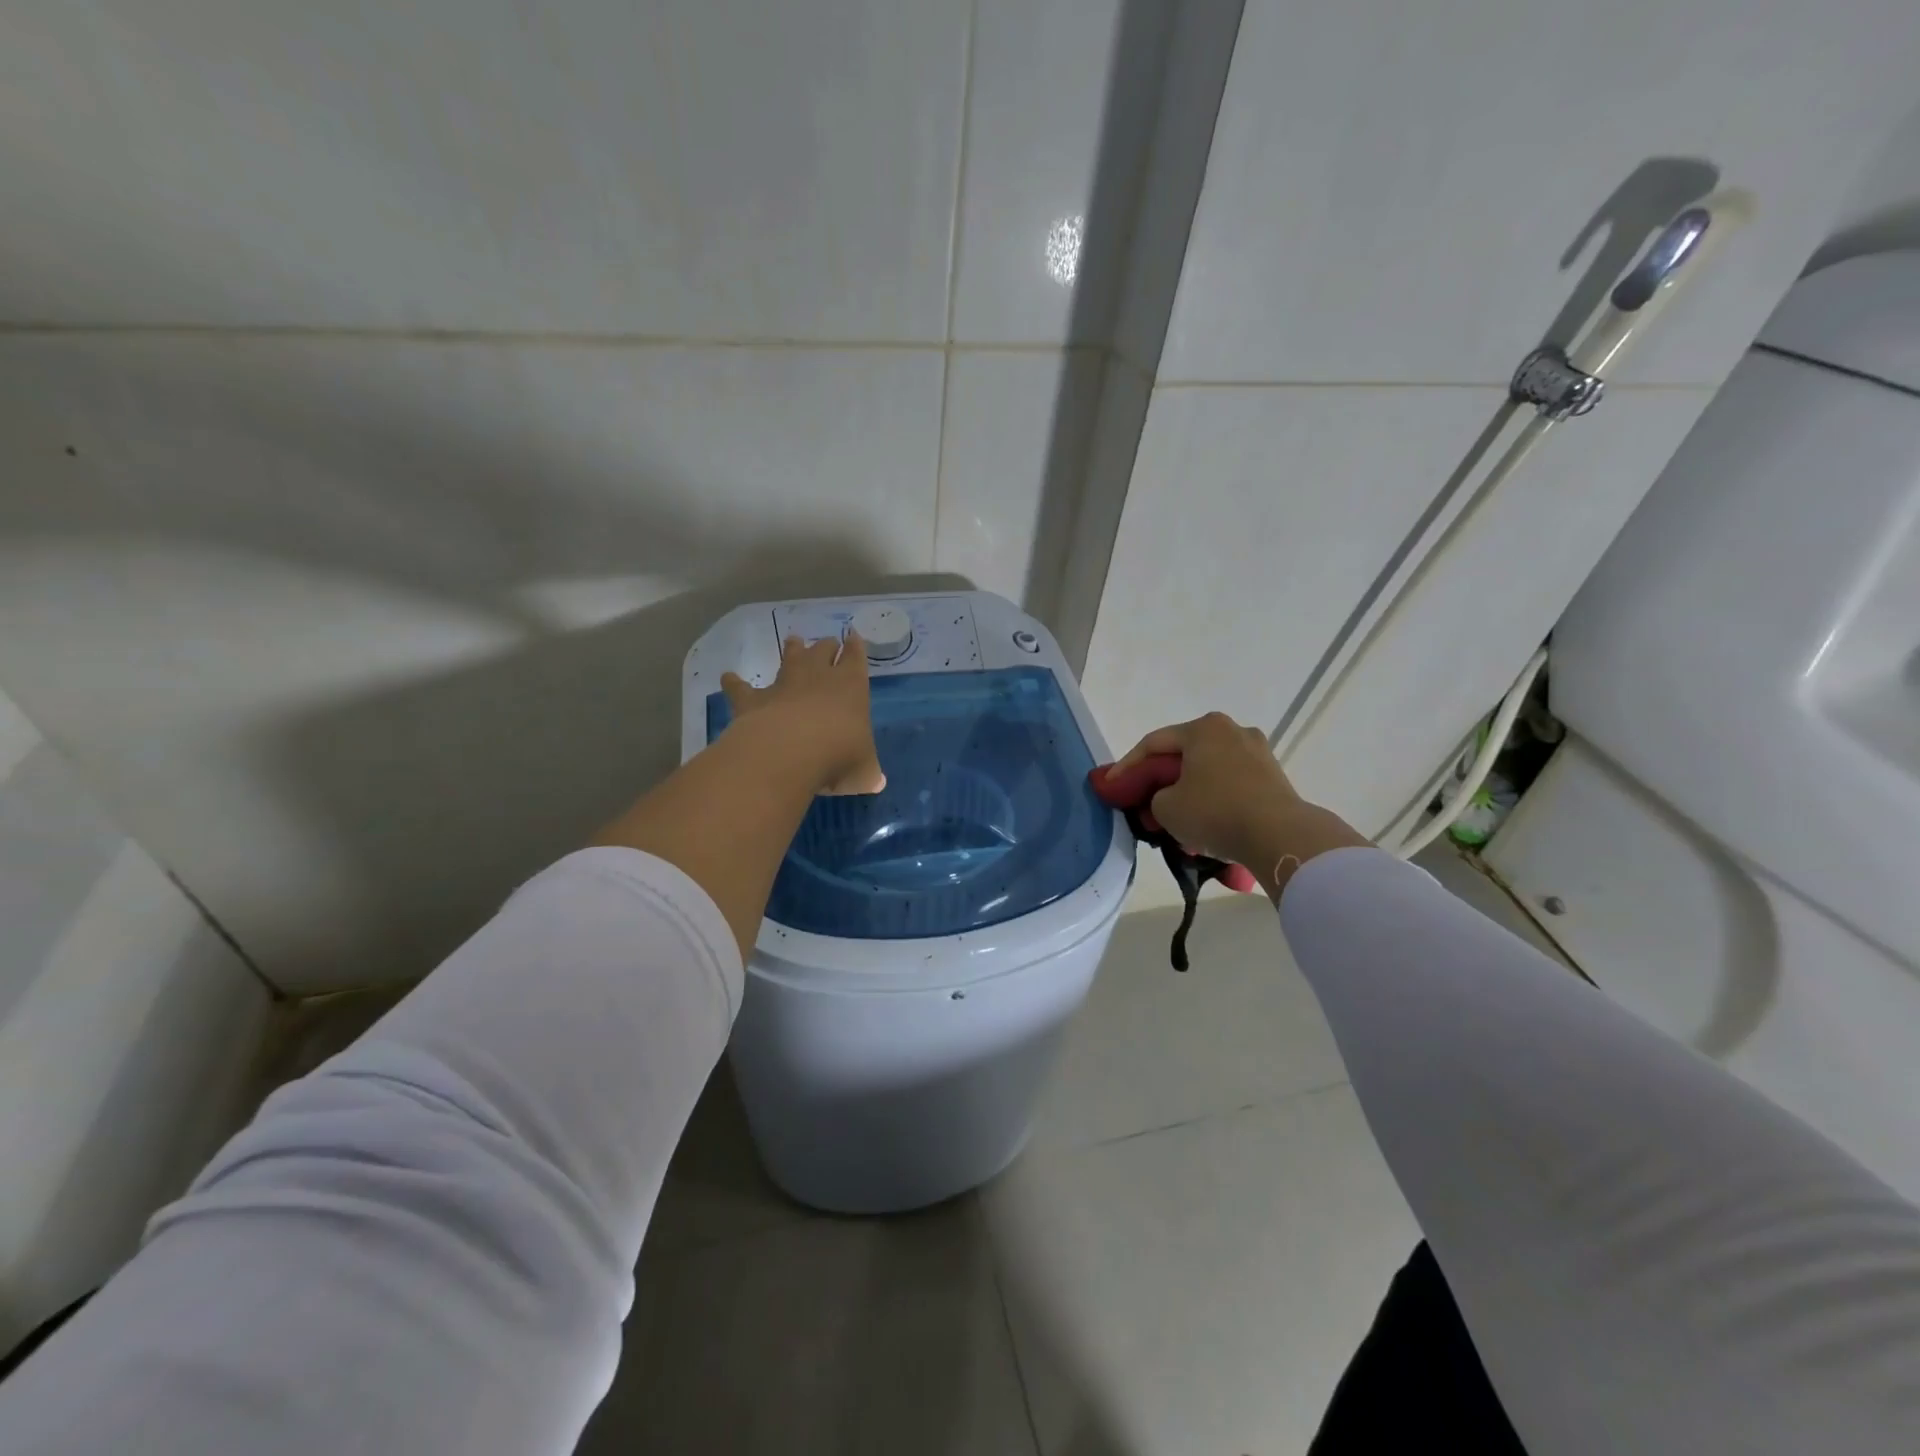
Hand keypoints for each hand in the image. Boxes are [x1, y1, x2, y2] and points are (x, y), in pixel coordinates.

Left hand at [722, 633, 884, 795]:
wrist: (790, 752)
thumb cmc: (839, 756)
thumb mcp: (864, 771)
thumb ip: (868, 772)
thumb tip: (875, 781)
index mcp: (851, 686)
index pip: (856, 658)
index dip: (856, 647)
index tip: (854, 636)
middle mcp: (818, 677)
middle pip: (823, 651)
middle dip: (826, 646)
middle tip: (827, 643)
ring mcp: (784, 685)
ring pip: (790, 659)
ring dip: (792, 650)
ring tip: (793, 640)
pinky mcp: (754, 700)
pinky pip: (741, 687)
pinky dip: (735, 682)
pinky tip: (728, 677)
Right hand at [1110, 711, 1367, 896]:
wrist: (1280, 837)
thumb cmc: (1215, 812)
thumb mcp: (1166, 808)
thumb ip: (1155, 798)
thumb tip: (1166, 799)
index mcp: (1203, 728)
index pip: (1153, 744)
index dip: (1126, 767)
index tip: (1110, 787)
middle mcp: (1232, 731)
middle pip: (1183, 756)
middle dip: (1161, 781)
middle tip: (1142, 803)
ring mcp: (1258, 753)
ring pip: (1208, 772)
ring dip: (1188, 793)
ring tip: (1173, 820)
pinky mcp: (1274, 778)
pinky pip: (1230, 786)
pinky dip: (1212, 801)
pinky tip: (1203, 825)